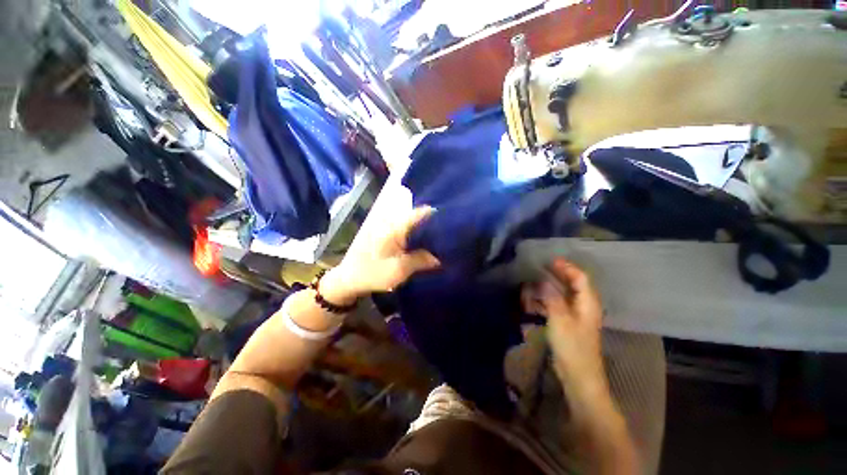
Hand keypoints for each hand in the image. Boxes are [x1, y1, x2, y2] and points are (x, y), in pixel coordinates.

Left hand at [320, 206, 440, 304]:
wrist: (350, 278)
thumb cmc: (371, 273)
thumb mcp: (398, 270)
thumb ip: (421, 260)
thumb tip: (442, 257)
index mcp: (396, 227)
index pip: (422, 213)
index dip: (439, 216)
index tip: (454, 224)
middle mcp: (395, 222)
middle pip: (421, 217)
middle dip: (436, 225)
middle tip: (451, 235)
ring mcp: (393, 227)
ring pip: (417, 224)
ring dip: (429, 231)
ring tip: (444, 240)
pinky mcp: (392, 235)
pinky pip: (411, 231)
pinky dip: (421, 236)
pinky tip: (429, 244)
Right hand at [521, 258, 606, 400]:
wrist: (579, 376)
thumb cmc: (572, 346)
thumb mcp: (560, 319)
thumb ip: (552, 297)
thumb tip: (544, 281)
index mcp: (588, 303)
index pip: (581, 278)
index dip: (567, 267)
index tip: (551, 260)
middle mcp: (585, 306)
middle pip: (574, 284)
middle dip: (559, 274)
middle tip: (541, 267)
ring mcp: (577, 316)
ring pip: (565, 295)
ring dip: (552, 287)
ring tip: (535, 280)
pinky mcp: (569, 324)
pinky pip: (559, 305)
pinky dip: (548, 300)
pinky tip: (535, 300)